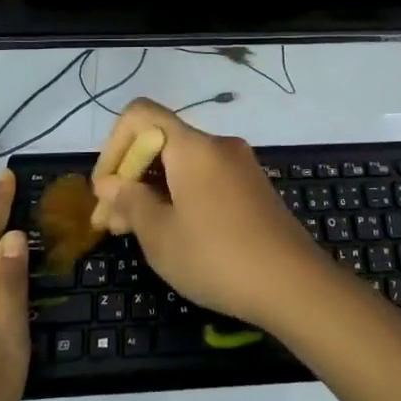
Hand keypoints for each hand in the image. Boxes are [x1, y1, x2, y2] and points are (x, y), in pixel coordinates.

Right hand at [90, 100, 323, 329]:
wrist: (295, 284)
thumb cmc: (218, 257)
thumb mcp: (161, 235)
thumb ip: (129, 202)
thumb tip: (109, 184)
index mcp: (193, 146)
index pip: (140, 115)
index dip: (113, 146)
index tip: (105, 191)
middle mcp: (218, 145)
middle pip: (160, 140)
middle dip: (129, 175)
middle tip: (109, 223)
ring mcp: (239, 165)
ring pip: (181, 163)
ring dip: (152, 189)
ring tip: (132, 232)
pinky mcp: (252, 187)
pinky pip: (204, 178)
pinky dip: (179, 195)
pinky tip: (171, 232)